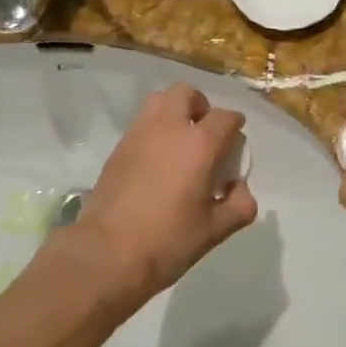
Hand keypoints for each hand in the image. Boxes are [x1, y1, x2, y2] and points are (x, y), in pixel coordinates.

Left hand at [52, 83, 258, 312]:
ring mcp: (138, 134)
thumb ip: (239, 205)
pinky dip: (154, 131)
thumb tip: (239, 188)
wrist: (106, 253)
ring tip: (179, 143)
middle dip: (200, 106)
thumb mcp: (215, 230)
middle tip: (204, 134)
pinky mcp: (118, 148)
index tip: (235, 144)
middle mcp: (168, 128)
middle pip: (186, 93)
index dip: (235, 126)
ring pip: (159, 101)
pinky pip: (141, 124)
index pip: (225, 117)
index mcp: (199, 144)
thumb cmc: (167, 241)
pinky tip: (156, 162)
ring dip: (173, 112)